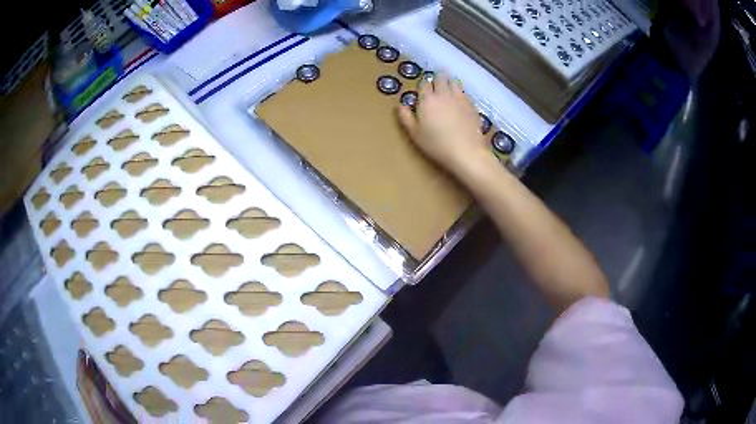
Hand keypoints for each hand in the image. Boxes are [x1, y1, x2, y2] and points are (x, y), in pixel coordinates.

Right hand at [397, 73, 493, 177]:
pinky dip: (461, 95)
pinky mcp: (472, 105)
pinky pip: (465, 93)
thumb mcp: (415, 134)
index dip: (424, 86)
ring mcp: (460, 98)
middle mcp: (444, 94)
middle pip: (441, 77)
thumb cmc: (437, 144)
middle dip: (438, 79)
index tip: (423, 93)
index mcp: (427, 99)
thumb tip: (400, 105)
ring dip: (450, 84)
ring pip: (455, 81)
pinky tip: (460, 104)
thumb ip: (406, 117)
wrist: (466, 151)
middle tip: (437, 88)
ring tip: (449, 93)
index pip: (424, 83)